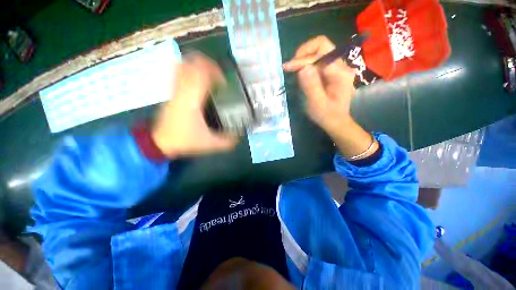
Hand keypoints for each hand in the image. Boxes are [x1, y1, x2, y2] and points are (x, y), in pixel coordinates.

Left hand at [151, 54, 237, 156]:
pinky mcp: (172, 93)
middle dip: (208, 64)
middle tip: (219, 74)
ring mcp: (175, 90)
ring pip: (183, 65)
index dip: (215, 72)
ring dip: (197, 65)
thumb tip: (238, 138)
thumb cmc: (184, 140)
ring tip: (209, 73)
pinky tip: (197, 79)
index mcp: (192, 100)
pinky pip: (178, 73)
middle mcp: (183, 91)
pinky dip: (189, 70)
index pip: (202, 74)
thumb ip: (226, 141)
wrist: (161, 142)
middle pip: (192, 64)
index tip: (224, 81)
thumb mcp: (209, 143)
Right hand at [284, 36, 377, 159]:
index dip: (302, 59)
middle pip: (322, 46)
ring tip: (293, 70)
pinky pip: (318, 61)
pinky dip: (307, 65)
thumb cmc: (327, 116)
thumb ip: (311, 86)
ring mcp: (337, 67)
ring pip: (319, 52)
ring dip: (304, 59)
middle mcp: (341, 66)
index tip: (287, 67)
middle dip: (303, 54)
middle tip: (290, 66)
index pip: (321, 53)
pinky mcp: (332, 71)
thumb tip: (303, 68)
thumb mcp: (317, 104)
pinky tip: (300, 74)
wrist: (336, 122)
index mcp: (340, 73)